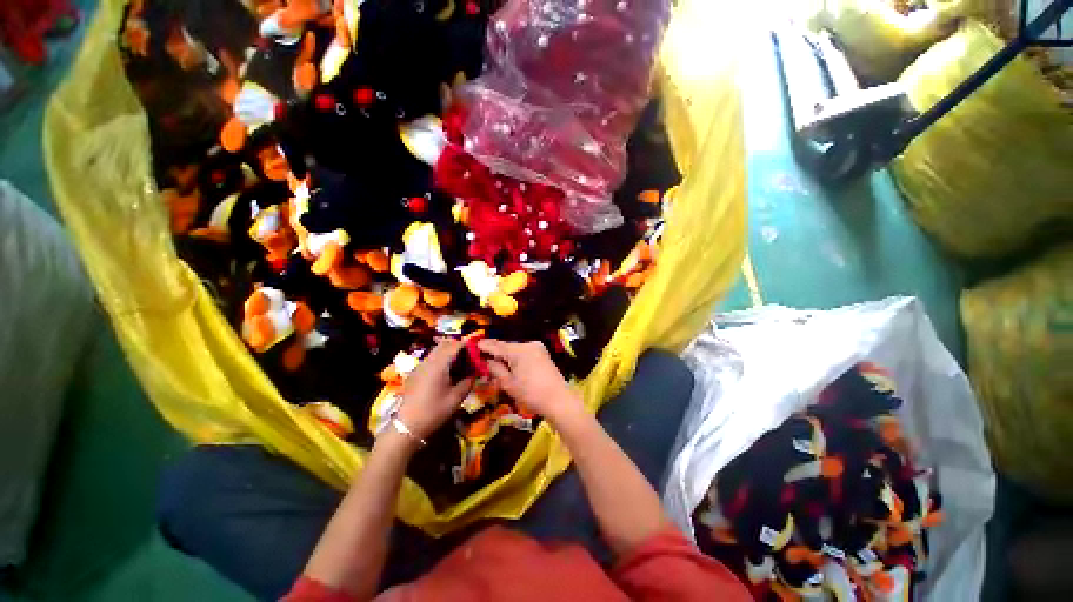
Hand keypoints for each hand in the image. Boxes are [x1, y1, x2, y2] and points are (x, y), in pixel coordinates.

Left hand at [397, 340, 472, 440]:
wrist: (407, 427)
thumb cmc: (434, 412)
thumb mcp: (456, 398)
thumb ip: (467, 382)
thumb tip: (475, 373)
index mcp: (439, 365)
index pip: (455, 345)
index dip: (467, 345)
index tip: (477, 350)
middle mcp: (428, 361)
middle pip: (444, 344)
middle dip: (457, 346)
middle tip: (469, 356)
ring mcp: (420, 366)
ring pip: (436, 350)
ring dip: (448, 352)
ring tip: (459, 364)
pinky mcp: (415, 373)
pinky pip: (430, 358)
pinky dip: (441, 359)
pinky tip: (447, 372)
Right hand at [478, 339, 582, 424]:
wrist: (559, 401)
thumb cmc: (531, 394)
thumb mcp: (508, 384)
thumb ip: (496, 369)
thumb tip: (487, 360)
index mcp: (519, 350)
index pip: (497, 346)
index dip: (484, 346)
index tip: (473, 345)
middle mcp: (529, 344)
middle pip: (507, 347)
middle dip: (495, 352)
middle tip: (481, 356)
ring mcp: (538, 348)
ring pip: (516, 350)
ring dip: (505, 355)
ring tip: (494, 362)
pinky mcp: (543, 354)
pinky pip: (524, 353)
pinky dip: (516, 357)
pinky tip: (509, 364)